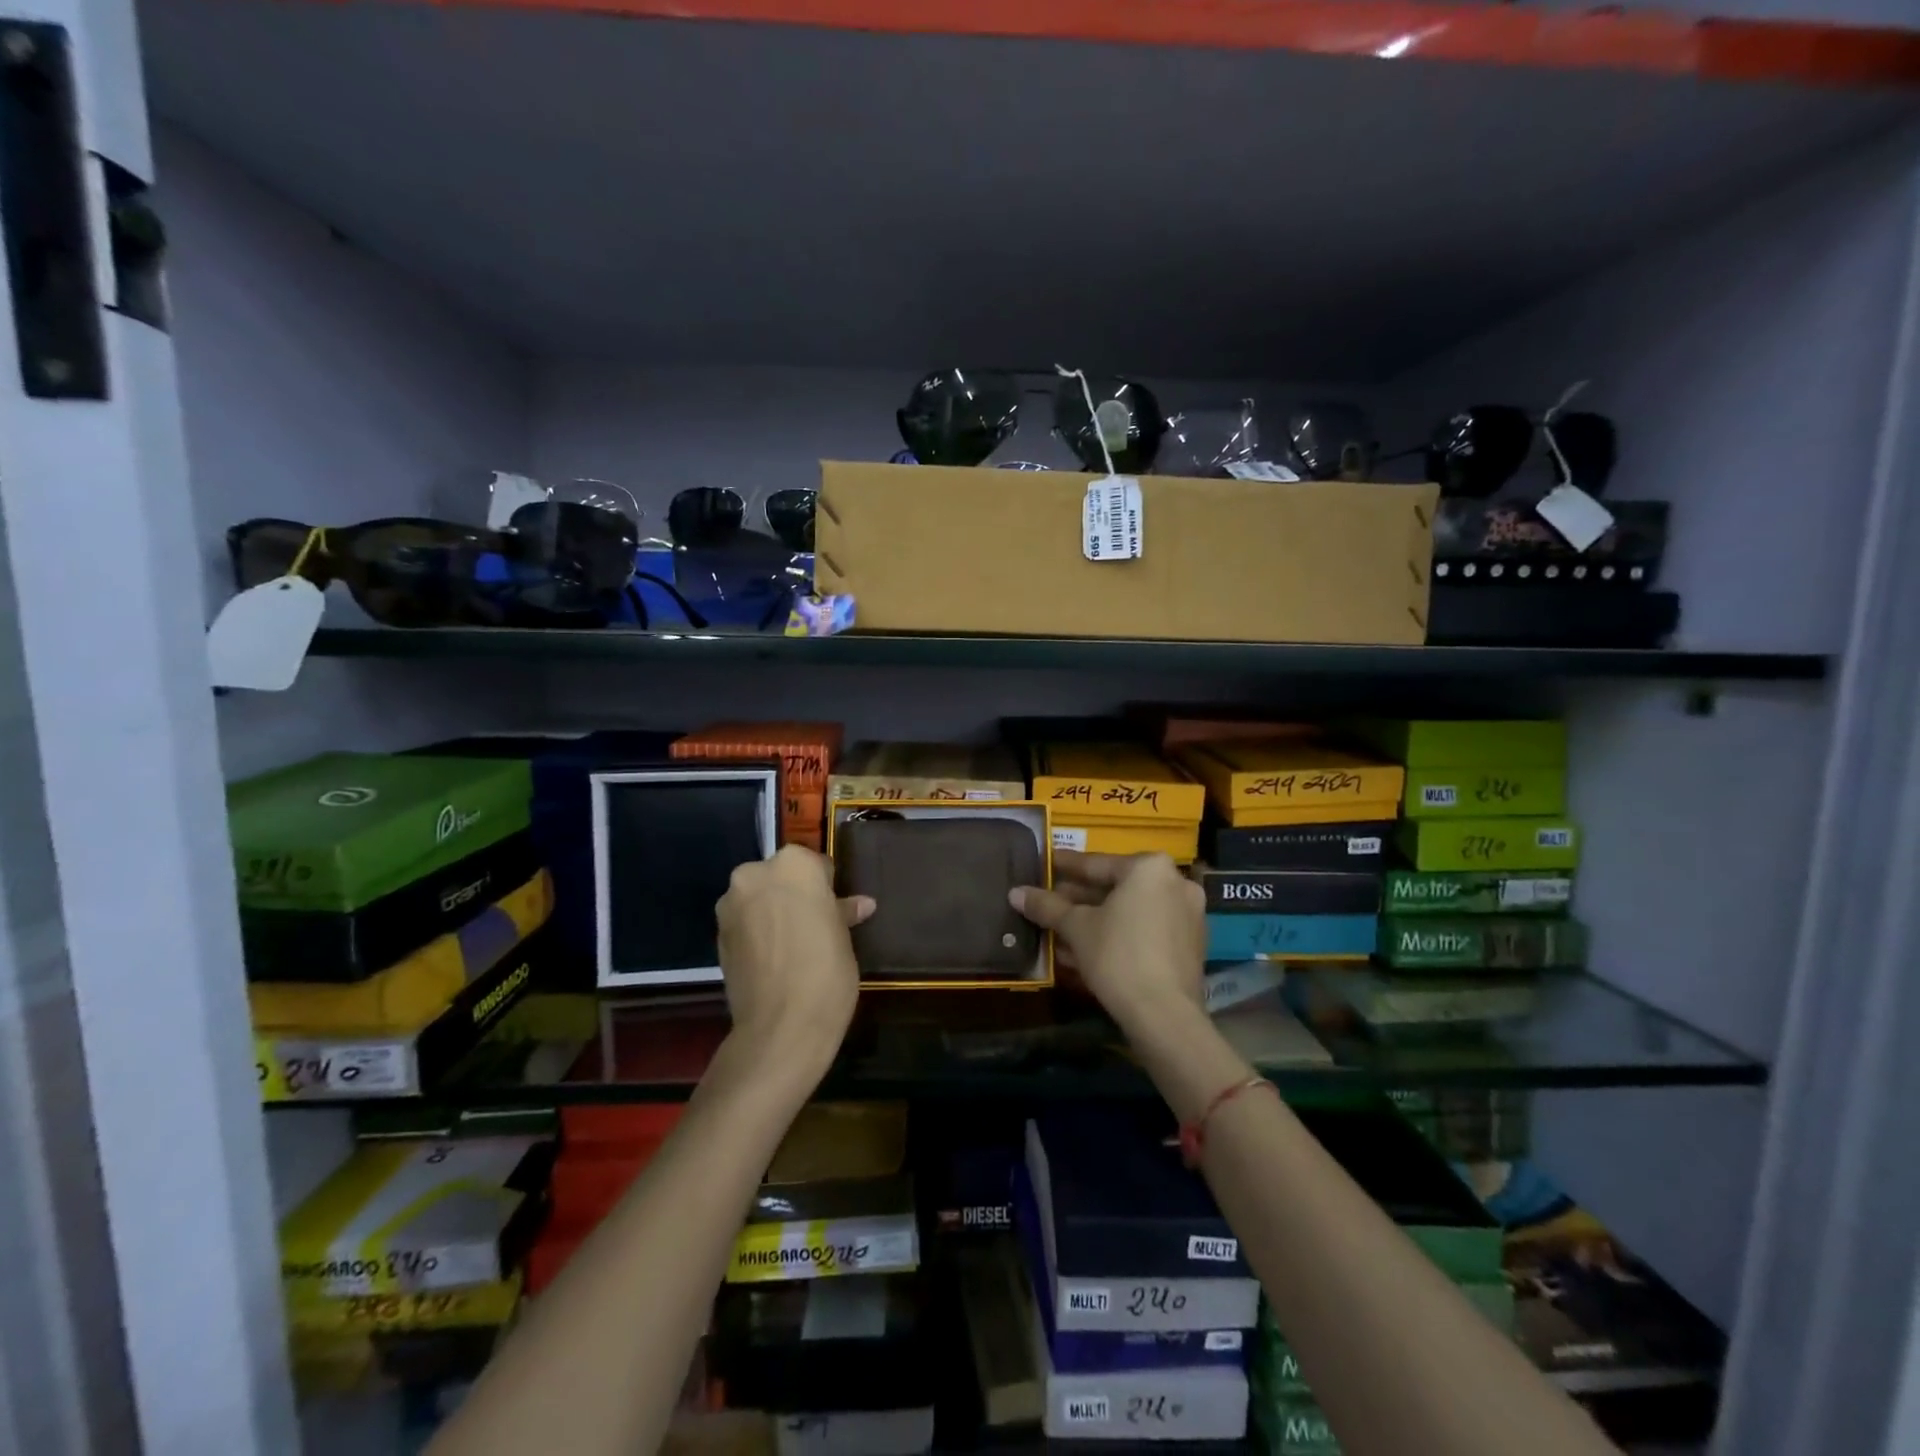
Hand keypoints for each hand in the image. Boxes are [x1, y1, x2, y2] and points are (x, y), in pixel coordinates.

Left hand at [715, 846, 875, 1085]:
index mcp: (794, 864)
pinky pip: (744, 923)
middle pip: (780, 877)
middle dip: (793, 895)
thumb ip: (842, 912)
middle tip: (813, 926)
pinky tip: (773, 959)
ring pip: (758, 898)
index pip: (815, 864)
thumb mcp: (844, 937)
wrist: (781, 1026)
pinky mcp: (717, 935)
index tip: (834, 910)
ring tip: (792, 946)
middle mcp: (756, 874)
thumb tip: (861, 905)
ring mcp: (731, 905)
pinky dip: (756, 933)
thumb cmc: (826, 970)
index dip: (826, 887)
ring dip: (771, 913)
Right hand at [1009, 850, 1205, 1035]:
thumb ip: (1046, 906)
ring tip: (1059, 930)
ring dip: (1096, 919)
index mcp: (1149, 868)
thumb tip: (1015, 892)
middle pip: (1115, 887)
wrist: (1164, 1014)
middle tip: (1048, 901)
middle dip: (1079, 898)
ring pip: (1130, 911)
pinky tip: (1086, 950)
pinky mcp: (1189, 945)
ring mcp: (1187, 915)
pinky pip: (1145, 929)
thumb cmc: (1117, 955)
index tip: (1046, 864)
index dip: (1065, 866)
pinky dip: (1118, 934)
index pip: (1096, 863)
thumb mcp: (1076, 928)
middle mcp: (1174, 882)